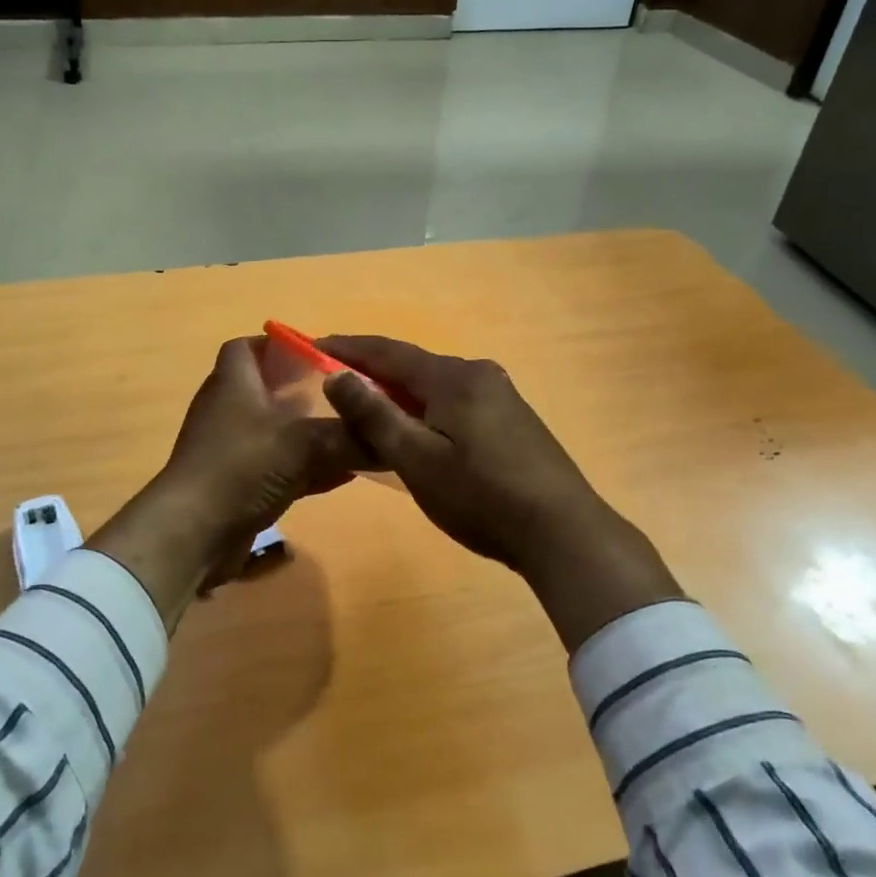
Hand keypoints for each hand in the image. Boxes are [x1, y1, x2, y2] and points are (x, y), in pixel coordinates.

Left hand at [87, 337, 359, 628]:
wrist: (194, 533)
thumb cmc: (242, 467)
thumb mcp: (304, 444)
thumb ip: (349, 437)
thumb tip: (392, 437)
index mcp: (234, 383)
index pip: (247, 347)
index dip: (278, 346)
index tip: (317, 354)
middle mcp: (228, 411)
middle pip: (266, 390)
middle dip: (306, 392)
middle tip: (346, 396)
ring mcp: (230, 450)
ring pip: (275, 432)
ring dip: (309, 433)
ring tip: (351, 434)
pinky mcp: (236, 485)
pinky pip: (277, 468)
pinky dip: (307, 468)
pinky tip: (342, 475)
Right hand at [319, 335, 681, 649]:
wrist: (562, 533)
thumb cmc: (481, 496)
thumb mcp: (417, 459)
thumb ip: (374, 415)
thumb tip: (336, 375)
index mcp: (454, 377)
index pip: (388, 352)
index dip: (348, 347)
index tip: (312, 343)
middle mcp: (479, 374)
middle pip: (413, 366)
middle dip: (372, 372)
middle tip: (333, 384)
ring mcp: (501, 397)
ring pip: (435, 386)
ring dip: (399, 394)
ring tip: (366, 410)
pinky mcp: (512, 421)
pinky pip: (455, 403)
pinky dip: (425, 410)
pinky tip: (416, 432)